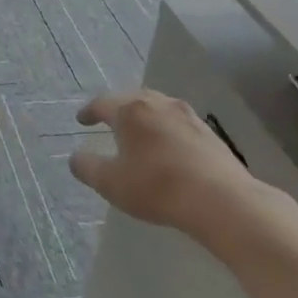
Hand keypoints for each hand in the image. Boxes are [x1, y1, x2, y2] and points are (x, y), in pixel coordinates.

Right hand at [68, 89, 276, 242]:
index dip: (89, 111)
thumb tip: (75, 157)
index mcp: (131, 111)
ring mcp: (188, 116)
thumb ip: (87, 168)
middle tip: (108, 119)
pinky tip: (166, 145)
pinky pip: (178, 123)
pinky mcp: (209, 133)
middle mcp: (159, 105)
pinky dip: (164, 128)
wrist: (221, 200)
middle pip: (133, 98)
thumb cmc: (156, 187)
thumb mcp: (110, 183)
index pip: (103, 103)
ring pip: (158, 108)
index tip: (81, 120)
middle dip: (118, 108)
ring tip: (137, 130)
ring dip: (144, 116)